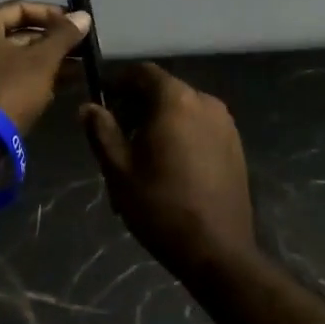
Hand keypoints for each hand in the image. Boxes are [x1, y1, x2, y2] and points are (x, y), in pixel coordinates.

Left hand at [0, 0, 92, 134]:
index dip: (52, 15)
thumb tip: (84, 15)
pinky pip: (5, 77)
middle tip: (82, 49)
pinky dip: (30, 78)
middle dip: (52, 42)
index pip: (20, 8)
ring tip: (80, 69)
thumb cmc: (6, 89)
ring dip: (46, 62)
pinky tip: (60, 86)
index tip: (77, 25)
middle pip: (16, 33)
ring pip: (13, 58)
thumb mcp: (41, 61)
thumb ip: (63, 36)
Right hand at [80, 63, 255, 279]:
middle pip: (164, 89)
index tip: (102, 101)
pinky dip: (181, 133)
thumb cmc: (161, 206)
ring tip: (140, 155)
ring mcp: (225, 124)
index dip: (118, 82)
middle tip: (116, 134)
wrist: (218, 251)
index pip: (142, 72)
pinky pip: (201, 126)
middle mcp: (205, 102)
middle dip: (137, 105)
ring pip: (183, 109)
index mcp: (175, 100)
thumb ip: (101, 131)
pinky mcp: (236, 146)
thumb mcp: (118, 169)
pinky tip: (169, 165)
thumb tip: (88, 107)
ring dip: (159, 120)